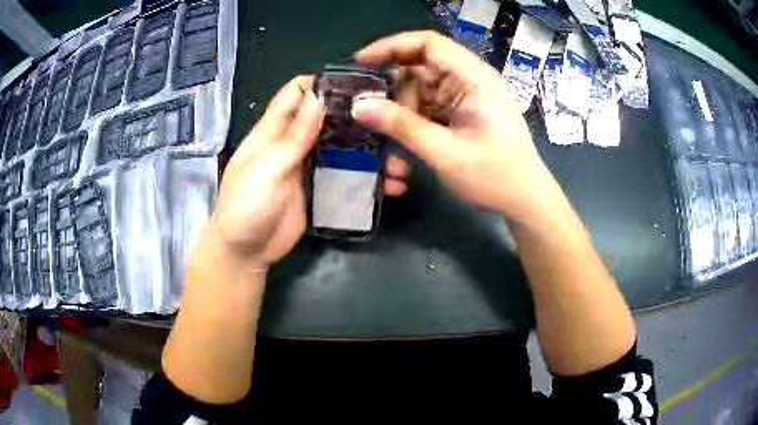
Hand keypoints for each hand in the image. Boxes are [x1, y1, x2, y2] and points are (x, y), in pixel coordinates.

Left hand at [211, 76, 410, 270]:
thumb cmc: (247, 205)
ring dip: (368, 152)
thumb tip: (317, 97)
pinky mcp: (318, 190)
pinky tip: (390, 186)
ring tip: (399, 161)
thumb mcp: (267, 168)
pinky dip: (366, 179)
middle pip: (326, 120)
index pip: (295, 94)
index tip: (357, 84)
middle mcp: (292, 144)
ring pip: (341, 150)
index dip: (322, 83)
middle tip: (392, 118)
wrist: (246, 252)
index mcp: (273, 131)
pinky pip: (345, 178)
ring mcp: (307, 168)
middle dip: (356, 117)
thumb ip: (293, 136)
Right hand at [353, 31, 560, 223]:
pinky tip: (404, 164)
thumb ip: (402, 126)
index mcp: (474, 79)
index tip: (361, 63)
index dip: (391, 46)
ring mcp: (464, 100)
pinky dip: (413, 134)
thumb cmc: (495, 177)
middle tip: (372, 123)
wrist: (525, 202)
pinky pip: (427, 114)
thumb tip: (359, 106)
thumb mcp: (445, 153)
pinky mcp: (460, 116)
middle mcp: (469, 82)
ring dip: (402, 124)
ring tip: (394, 160)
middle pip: (419, 72)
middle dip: (393, 98)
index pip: (428, 44)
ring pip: (418, 97)